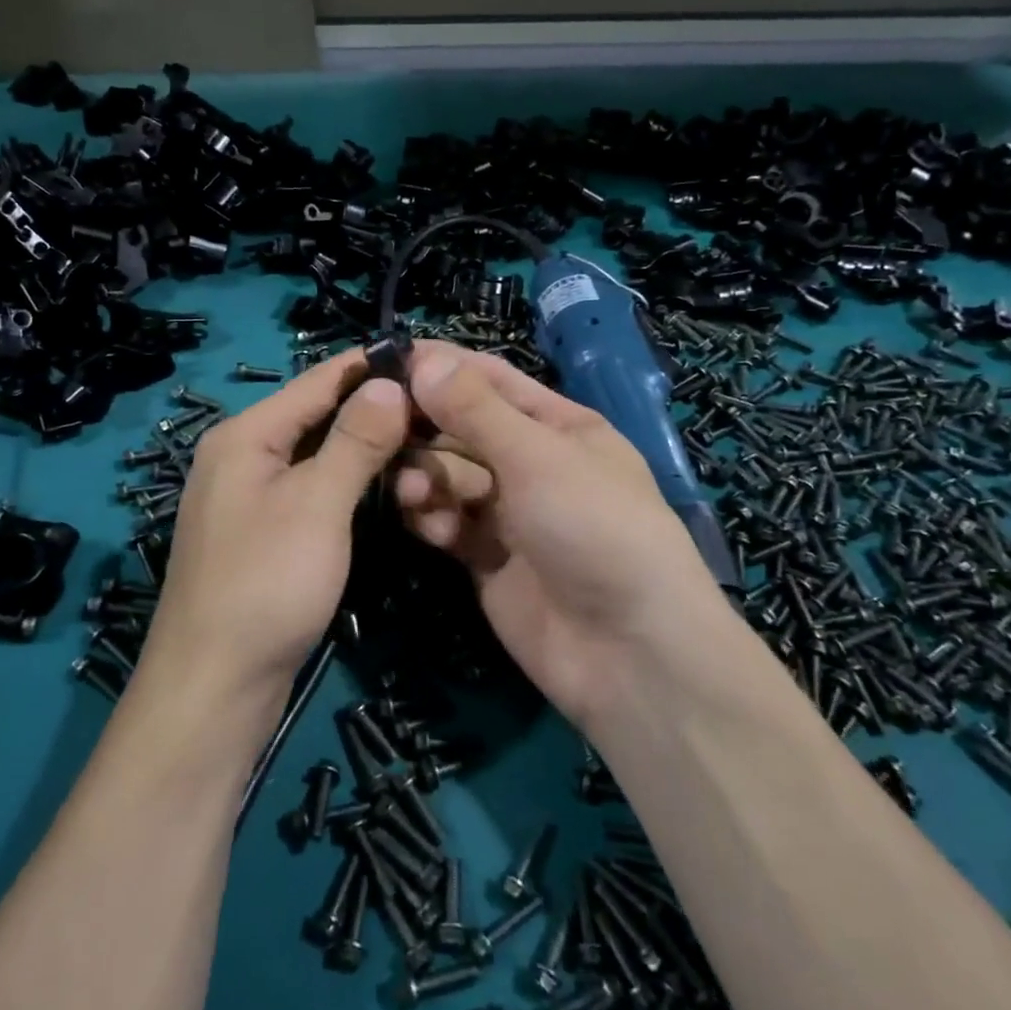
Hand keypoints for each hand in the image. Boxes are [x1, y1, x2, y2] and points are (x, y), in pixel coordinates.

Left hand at [143, 350, 410, 703]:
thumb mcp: (318, 503)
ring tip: (424, 442)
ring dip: (365, 448)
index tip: (427, 361)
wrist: (215, 686)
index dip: (371, 366)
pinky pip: (312, 489)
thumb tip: (389, 382)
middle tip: (438, 410)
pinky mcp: (263, 532)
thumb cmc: (266, 583)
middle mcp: (241, 455)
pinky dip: (348, 482)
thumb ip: (355, 439)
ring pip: (317, 455)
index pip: (317, 380)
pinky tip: (387, 486)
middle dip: (374, 410)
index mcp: (245, 434)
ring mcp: (250, 496)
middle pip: (316, 415)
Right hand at [393, 343, 730, 727]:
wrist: (628, 651)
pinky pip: (449, 522)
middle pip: (461, 428)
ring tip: (414, 491)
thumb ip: (475, 409)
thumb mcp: (538, 456)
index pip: (489, 379)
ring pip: (449, 476)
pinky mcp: (487, 558)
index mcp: (557, 425)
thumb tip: (424, 359)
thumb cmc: (595, 527)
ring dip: (427, 477)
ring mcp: (508, 513)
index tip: (384, 358)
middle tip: (382, 429)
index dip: (441, 366)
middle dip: (426, 427)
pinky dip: (435, 519)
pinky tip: (433, 527)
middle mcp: (530, 463)